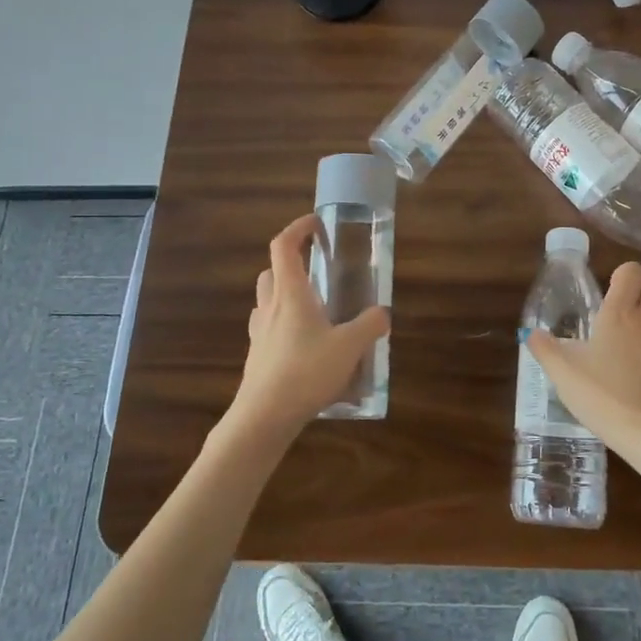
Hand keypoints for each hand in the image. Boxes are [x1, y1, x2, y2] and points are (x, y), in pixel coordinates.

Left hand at [230, 214, 389, 438]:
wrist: (264, 416)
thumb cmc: (305, 371)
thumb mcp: (350, 347)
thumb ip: (370, 326)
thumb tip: (382, 313)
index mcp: (290, 293)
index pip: (284, 245)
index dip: (298, 228)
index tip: (316, 224)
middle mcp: (270, 306)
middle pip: (272, 272)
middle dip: (292, 264)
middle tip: (318, 272)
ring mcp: (260, 332)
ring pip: (268, 300)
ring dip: (286, 295)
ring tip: (315, 310)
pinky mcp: (257, 356)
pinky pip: (269, 329)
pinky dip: (285, 325)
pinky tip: (306, 345)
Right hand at [528, 262, 640, 467]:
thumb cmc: (604, 398)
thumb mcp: (564, 375)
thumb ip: (545, 349)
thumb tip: (531, 332)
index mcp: (618, 314)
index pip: (630, 271)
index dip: (622, 276)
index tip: (611, 294)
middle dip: (639, 296)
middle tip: (620, 323)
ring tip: (633, 365)